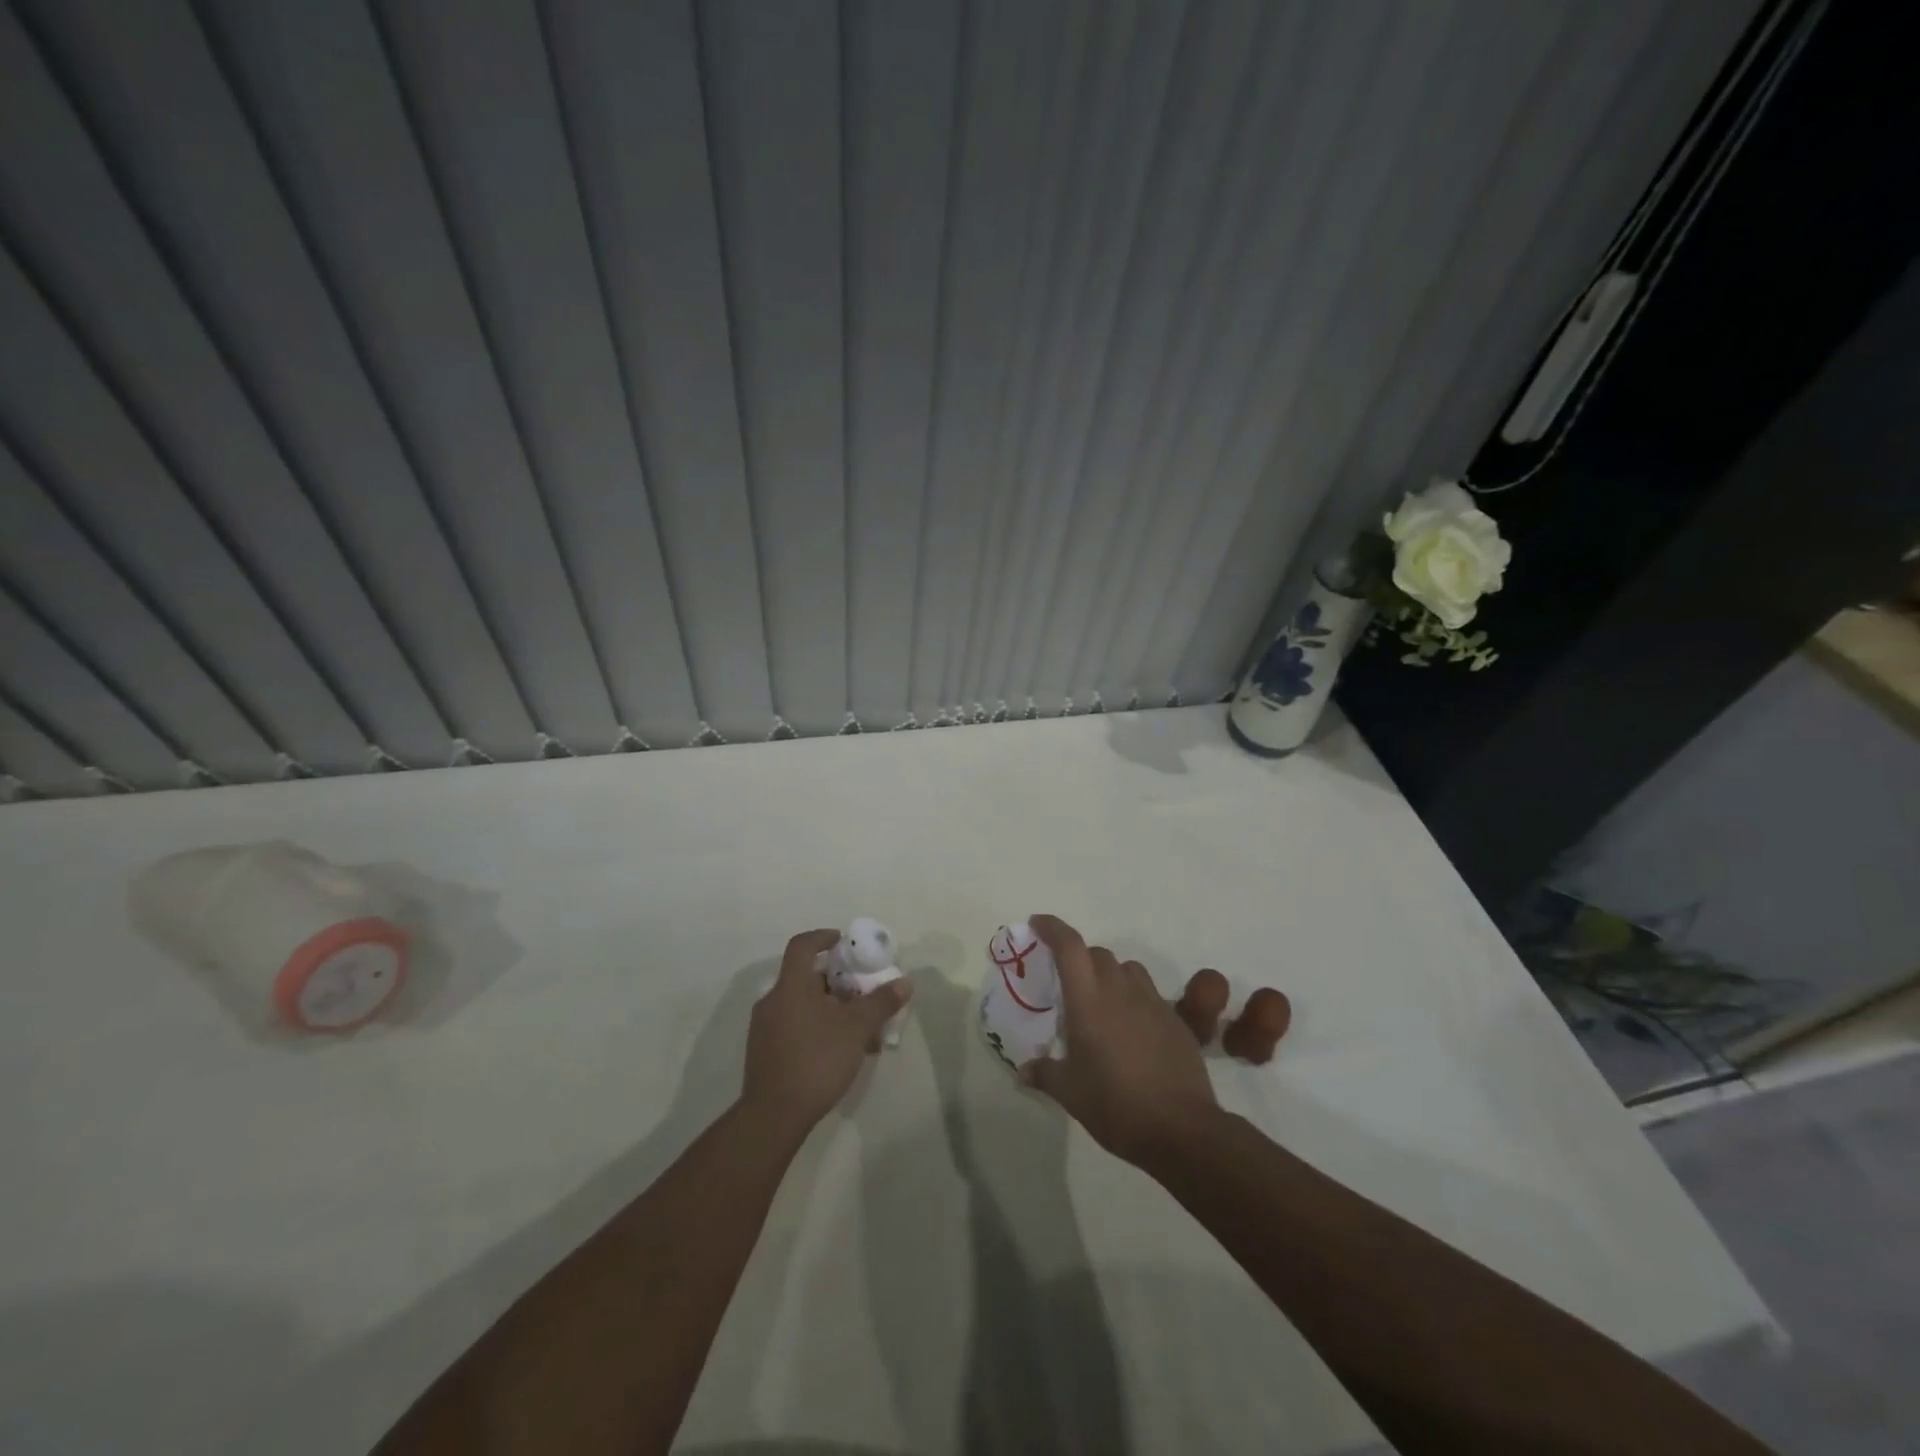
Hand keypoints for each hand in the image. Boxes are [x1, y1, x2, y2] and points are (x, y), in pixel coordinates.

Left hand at [741, 929, 911, 1136]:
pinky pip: (794, 1026)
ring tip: (858, 1027)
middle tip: (862, 991)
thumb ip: (881, 1002)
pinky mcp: (764, 1052)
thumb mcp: (856, 1029)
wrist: (774, 1116)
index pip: (802, 945)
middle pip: (806, 977)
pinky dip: (817, 1026)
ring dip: (830, 1007)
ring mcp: (765, 1028)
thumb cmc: (816, 1060)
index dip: (823, 937)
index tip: (844, 942)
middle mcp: (773, 1001)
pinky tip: (839, 1051)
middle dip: (837, 980)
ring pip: (802, 1004)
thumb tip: (905, 982)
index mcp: (791, 986)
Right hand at [1020, 914, 1219, 1165]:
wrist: (1181, 1129)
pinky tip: (1130, 1030)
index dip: (1052, 928)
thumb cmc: (1115, 1105)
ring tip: (1101, 1002)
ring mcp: (1152, 1003)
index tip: (1037, 924)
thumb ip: (1045, 1074)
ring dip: (1110, 975)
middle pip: (1098, 954)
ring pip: (1127, 969)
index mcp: (1088, 1001)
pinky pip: (1149, 994)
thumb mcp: (1070, 1093)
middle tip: (1067, 982)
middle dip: (1079, 958)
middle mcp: (1120, 991)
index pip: (1069, 946)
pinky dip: (1134, 999)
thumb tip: (1024, 1071)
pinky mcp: (1175, 1020)